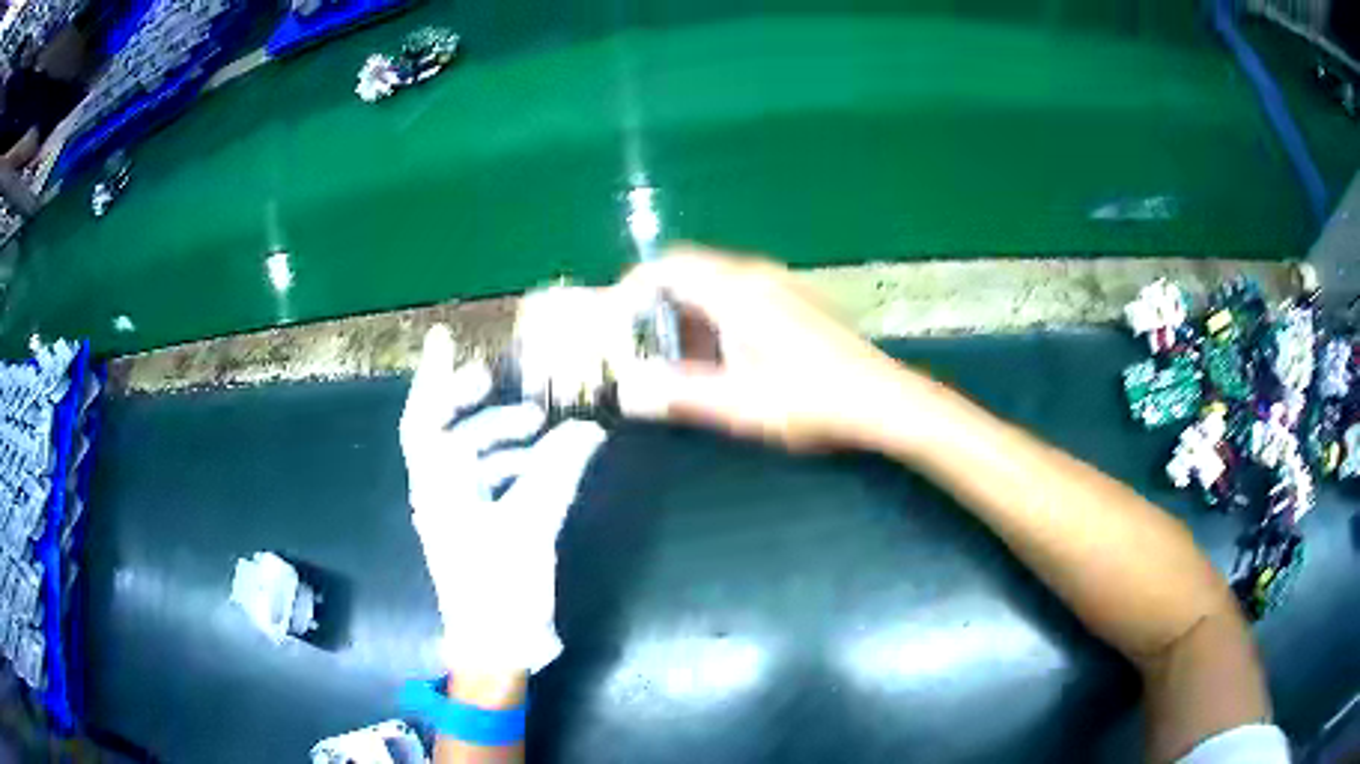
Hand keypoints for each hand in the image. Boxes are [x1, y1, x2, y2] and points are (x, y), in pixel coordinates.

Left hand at [400, 325, 605, 673]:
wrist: (497, 645)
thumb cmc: (500, 587)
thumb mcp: (531, 525)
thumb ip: (558, 472)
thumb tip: (589, 430)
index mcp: (437, 486)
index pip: (424, 419)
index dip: (432, 377)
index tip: (444, 337)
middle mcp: (439, 492)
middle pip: (451, 433)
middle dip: (478, 407)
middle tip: (506, 385)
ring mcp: (458, 511)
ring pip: (474, 456)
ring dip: (502, 437)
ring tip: (540, 426)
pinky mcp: (479, 527)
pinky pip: (492, 481)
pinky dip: (515, 465)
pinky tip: (545, 464)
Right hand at [610, 244, 934, 451]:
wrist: (882, 399)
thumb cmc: (811, 400)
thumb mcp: (739, 404)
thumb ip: (679, 395)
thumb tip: (628, 390)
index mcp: (736, 291)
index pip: (669, 267)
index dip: (634, 287)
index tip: (616, 319)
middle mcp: (756, 276)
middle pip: (691, 273)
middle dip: (660, 308)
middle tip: (645, 349)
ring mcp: (782, 285)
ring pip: (717, 285)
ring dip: (690, 316)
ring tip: (682, 361)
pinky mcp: (797, 301)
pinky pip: (742, 295)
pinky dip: (718, 318)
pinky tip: (727, 359)